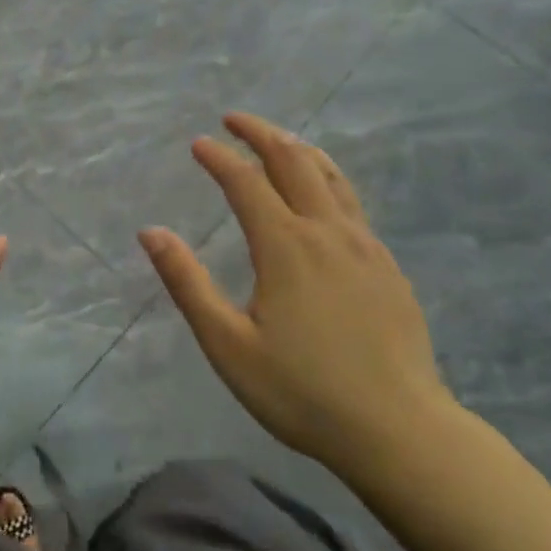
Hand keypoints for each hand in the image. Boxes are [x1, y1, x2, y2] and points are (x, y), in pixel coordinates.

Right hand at [138, 113, 454, 486]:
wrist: (399, 431)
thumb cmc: (302, 392)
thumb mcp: (227, 344)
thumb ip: (187, 283)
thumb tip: (151, 232)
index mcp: (285, 247)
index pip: (246, 183)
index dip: (219, 158)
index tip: (199, 142)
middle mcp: (327, 232)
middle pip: (294, 162)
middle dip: (261, 134)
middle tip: (234, 119)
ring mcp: (364, 247)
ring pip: (331, 177)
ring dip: (299, 149)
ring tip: (278, 140)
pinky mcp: (387, 266)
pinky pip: (352, 203)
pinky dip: (327, 178)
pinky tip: (322, 194)